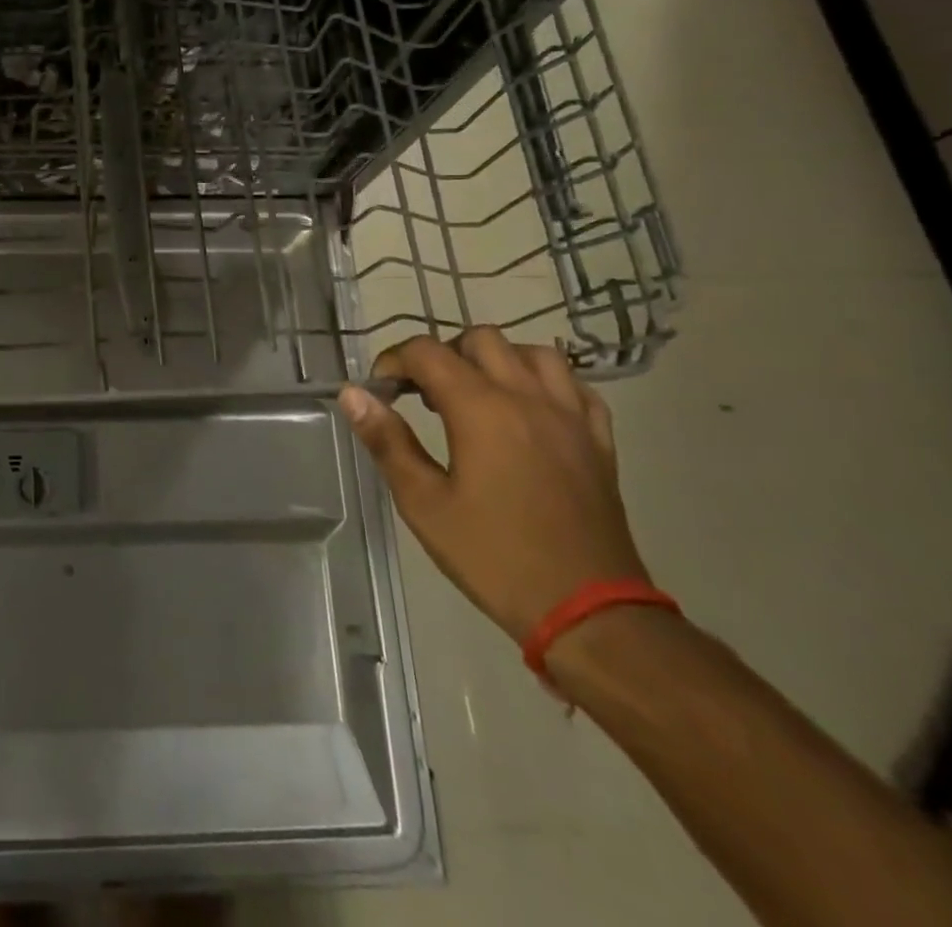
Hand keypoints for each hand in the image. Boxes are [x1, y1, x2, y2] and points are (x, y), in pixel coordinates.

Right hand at [338, 327, 649, 643]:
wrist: (590, 613)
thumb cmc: (495, 557)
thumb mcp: (424, 504)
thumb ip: (387, 441)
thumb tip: (353, 394)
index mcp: (482, 409)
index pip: (427, 352)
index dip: (394, 361)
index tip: (380, 391)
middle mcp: (528, 397)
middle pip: (480, 339)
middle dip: (442, 354)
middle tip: (423, 394)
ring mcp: (571, 416)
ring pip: (533, 352)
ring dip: (496, 360)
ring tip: (475, 395)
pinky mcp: (599, 441)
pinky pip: (574, 386)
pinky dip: (544, 382)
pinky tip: (528, 408)